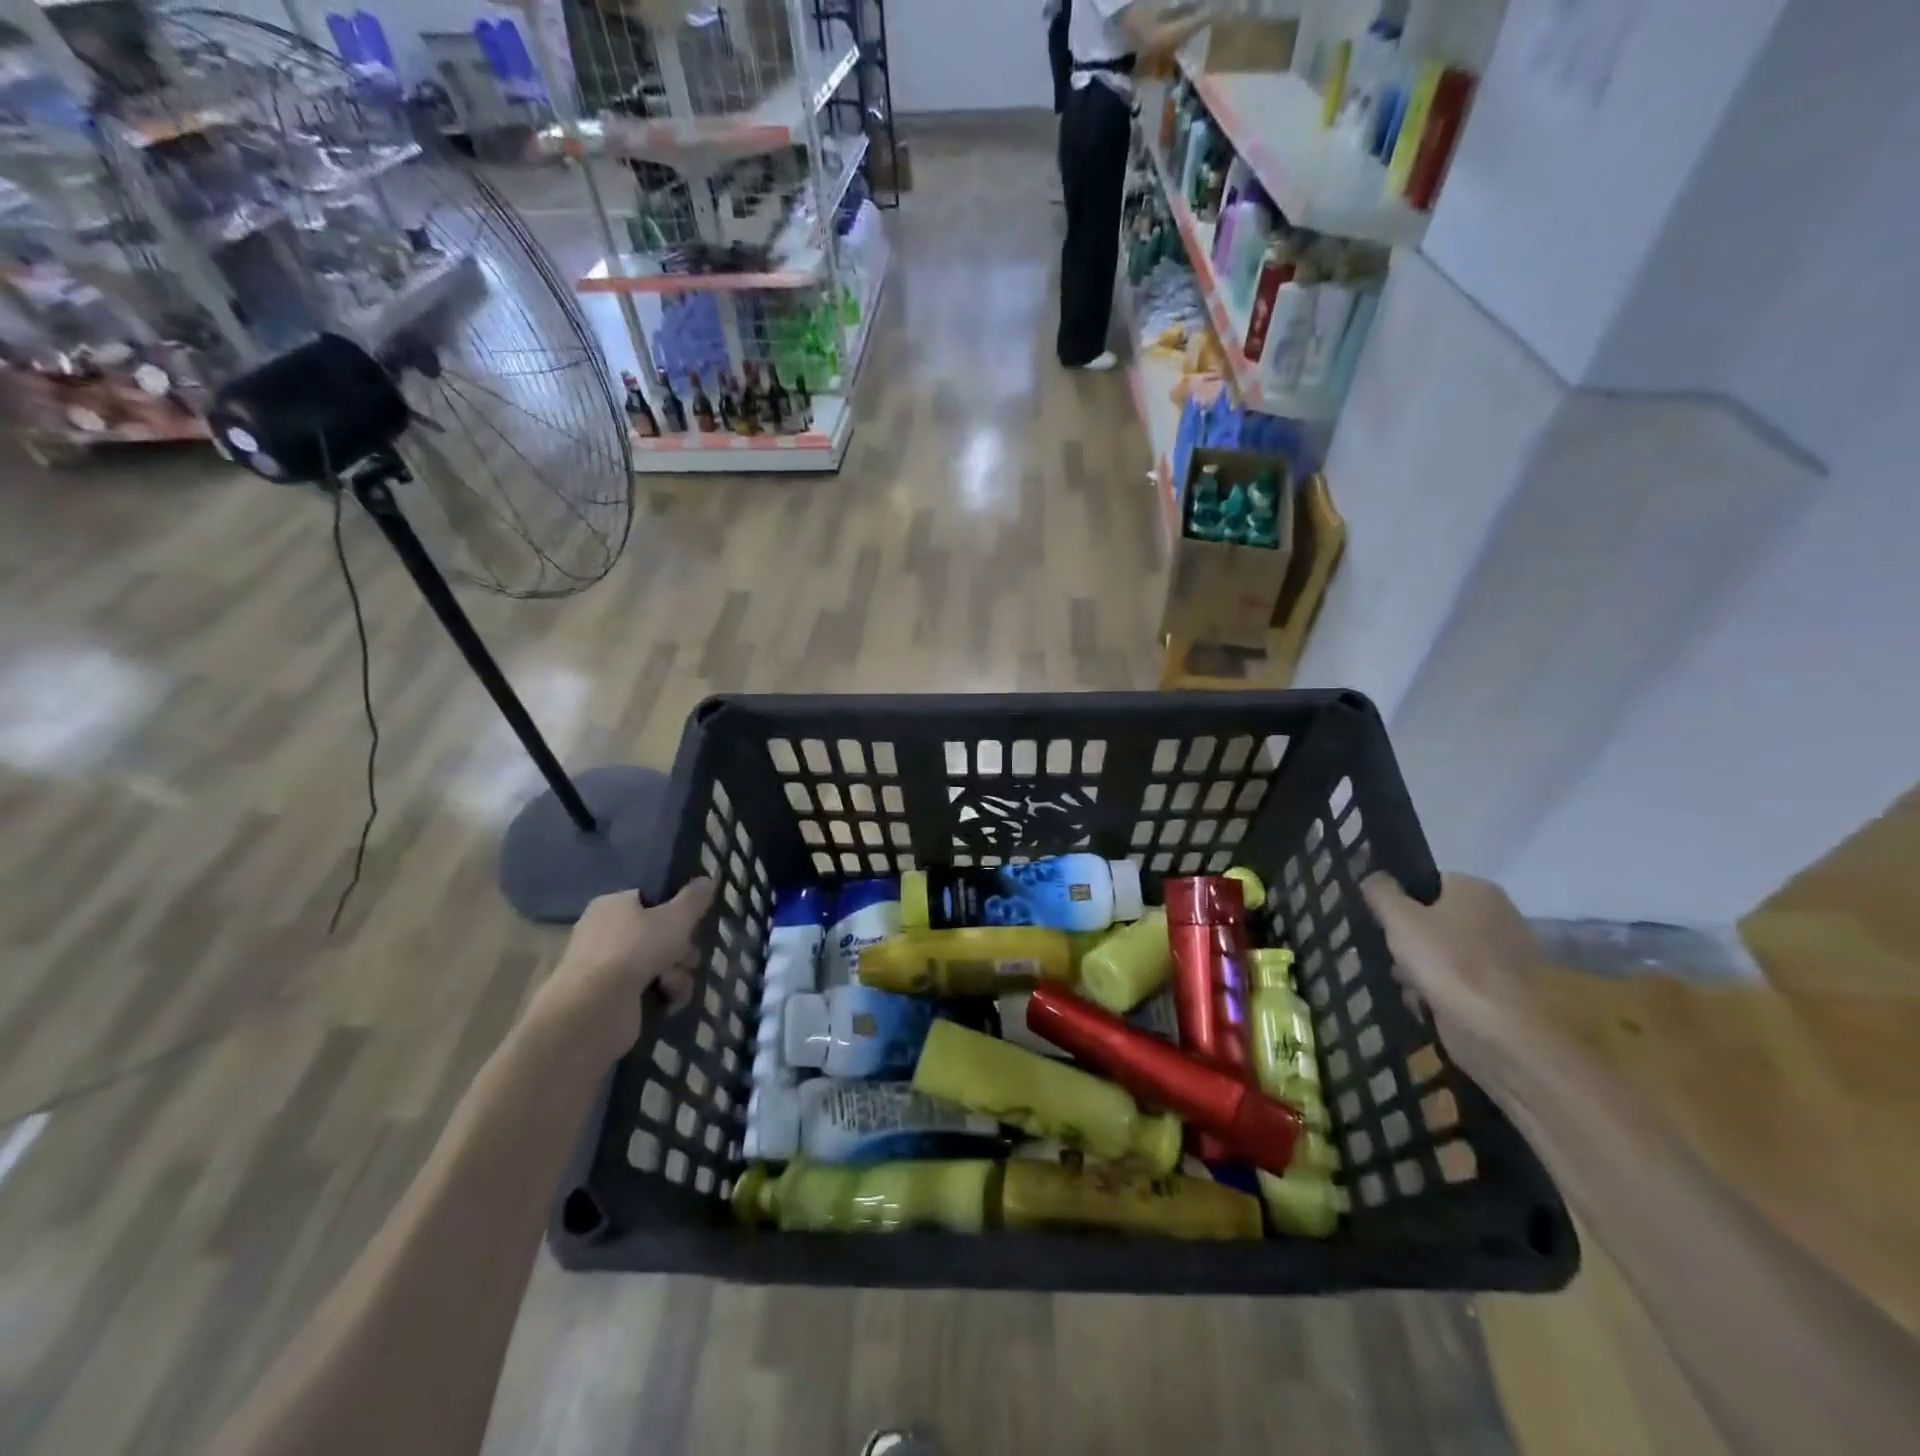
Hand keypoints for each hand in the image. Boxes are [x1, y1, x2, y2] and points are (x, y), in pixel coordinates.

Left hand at [528, 879, 713, 1061]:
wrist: (594, 1009)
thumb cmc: (635, 949)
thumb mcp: (676, 916)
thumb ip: (694, 898)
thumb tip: (707, 879)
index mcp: (613, 905)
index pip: (651, 900)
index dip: (676, 911)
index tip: (693, 923)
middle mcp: (606, 933)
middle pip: (660, 934)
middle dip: (682, 948)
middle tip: (688, 957)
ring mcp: (607, 968)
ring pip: (659, 963)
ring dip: (678, 973)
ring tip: (673, 983)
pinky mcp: (611, 999)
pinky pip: (649, 989)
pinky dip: (664, 994)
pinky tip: (669, 1000)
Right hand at [1361, 873, 1546, 1076]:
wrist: (1501, 1031)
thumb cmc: (1448, 962)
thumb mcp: (1399, 918)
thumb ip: (1380, 891)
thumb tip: (1373, 877)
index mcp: (1477, 890)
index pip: (1428, 883)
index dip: (1400, 901)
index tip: (1381, 922)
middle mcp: (1498, 915)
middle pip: (1434, 920)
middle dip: (1408, 939)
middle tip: (1390, 954)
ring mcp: (1505, 955)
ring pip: (1444, 952)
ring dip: (1419, 967)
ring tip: (1404, 983)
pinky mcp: (1504, 991)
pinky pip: (1460, 981)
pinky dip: (1441, 990)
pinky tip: (1424, 1003)